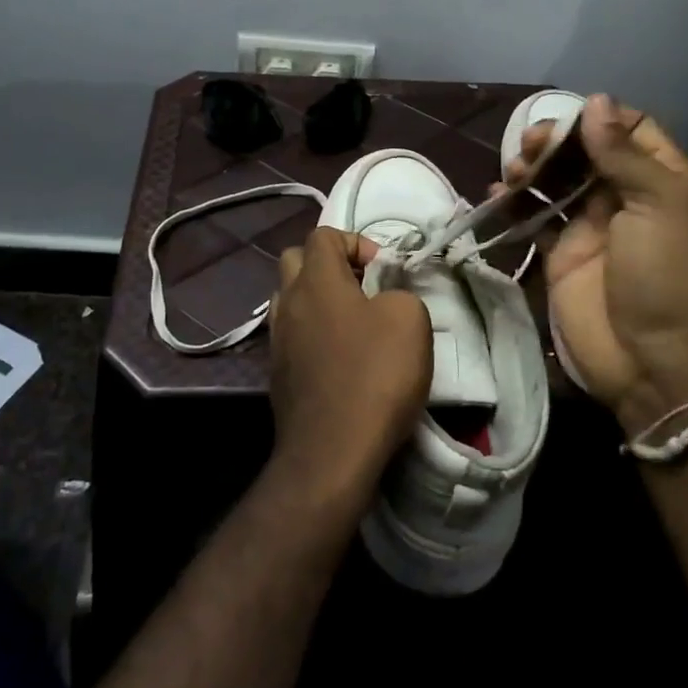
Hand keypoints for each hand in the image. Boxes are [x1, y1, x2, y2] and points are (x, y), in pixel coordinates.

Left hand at [267, 227, 431, 509]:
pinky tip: (338, 359)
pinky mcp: (277, 374)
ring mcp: (276, 339)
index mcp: (315, 279)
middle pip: (295, 261)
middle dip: (328, 266)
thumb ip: (398, 292)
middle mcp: (288, 301)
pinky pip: (292, 336)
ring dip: (317, 301)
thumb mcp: (410, 319)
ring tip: (351, 324)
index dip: (355, 242)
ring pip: (290, 299)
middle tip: (362, 290)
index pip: (323, 235)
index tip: (382, 272)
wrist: (332, 452)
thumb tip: (384, 298)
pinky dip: (312, 335)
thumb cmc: (374, 375)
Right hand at [507, 95, 687, 431]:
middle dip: (557, 141)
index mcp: (663, 181)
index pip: (631, 130)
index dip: (599, 118)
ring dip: (533, 168)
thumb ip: (623, 153)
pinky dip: (515, 204)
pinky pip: (535, 220)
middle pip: (587, 153)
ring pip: (557, 182)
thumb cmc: (669, 275)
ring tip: (515, 171)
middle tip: (531, 144)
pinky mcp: (563, 257)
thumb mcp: (660, 205)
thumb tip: (596, 101)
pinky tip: (498, 195)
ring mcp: (593, 229)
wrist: (658, 365)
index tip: (567, 117)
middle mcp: (627, 199)